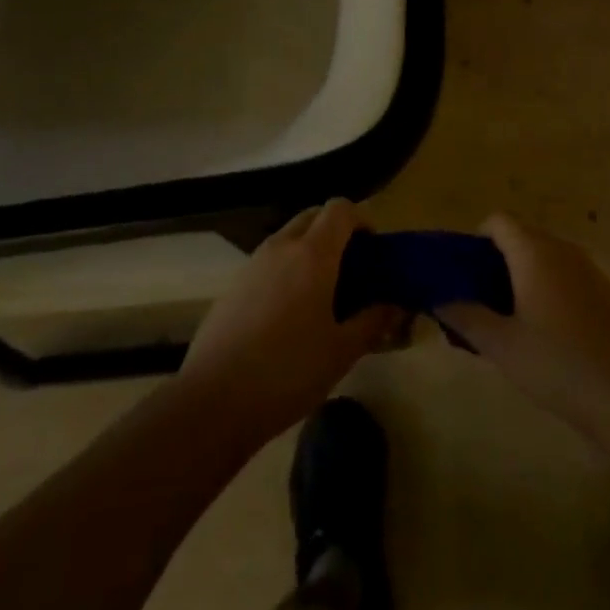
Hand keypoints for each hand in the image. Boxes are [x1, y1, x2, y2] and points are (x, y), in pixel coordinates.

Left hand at [177, 199, 401, 446]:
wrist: (214, 400)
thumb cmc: (288, 371)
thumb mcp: (341, 351)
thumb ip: (373, 321)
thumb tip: (396, 305)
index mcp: (313, 254)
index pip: (340, 208)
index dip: (361, 220)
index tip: (372, 250)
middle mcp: (282, 246)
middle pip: (313, 216)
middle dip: (335, 232)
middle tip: (351, 270)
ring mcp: (253, 263)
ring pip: (289, 237)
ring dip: (309, 250)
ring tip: (322, 294)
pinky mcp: (233, 284)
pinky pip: (269, 261)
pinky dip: (286, 269)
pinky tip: (289, 314)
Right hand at [440, 214, 609, 438]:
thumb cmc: (558, 364)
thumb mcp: (502, 346)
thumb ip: (467, 317)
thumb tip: (441, 299)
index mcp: (534, 252)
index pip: (498, 221)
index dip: (477, 240)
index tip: (466, 274)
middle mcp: (562, 249)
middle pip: (522, 236)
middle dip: (498, 260)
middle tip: (482, 300)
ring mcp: (589, 268)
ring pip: (546, 256)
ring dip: (524, 275)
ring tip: (512, 318)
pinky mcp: (607, 291)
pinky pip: (567, 274)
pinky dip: (550, 287)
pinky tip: (549, 332)